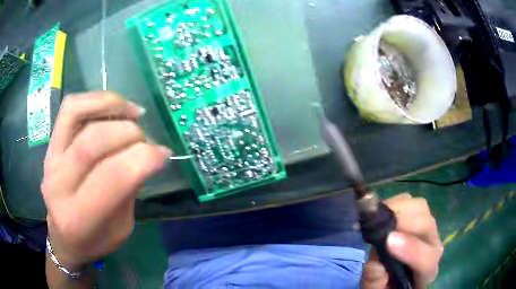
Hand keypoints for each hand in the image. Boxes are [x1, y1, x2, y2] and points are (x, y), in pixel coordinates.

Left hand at [41, 91, 170, 270]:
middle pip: (94, 142)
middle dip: (130, 134)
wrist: (63, 236)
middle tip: (146, 140)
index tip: (163, 153)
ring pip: (77, 114)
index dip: (144, 158)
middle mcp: (59, 184)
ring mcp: (51, 158)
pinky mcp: (50, 144)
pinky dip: (96, 99)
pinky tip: (114, 106)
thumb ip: (130, 191)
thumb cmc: (94, 240)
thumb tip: (148, 153)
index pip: (112, 177)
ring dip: (112, 106)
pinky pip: (70, 108)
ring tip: (133, 113)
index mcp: (80, 217)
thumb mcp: (121, 228)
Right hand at [361, 193, 443, 288]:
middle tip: (377, 225)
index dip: (410, 249)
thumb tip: (375, 264)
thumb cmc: (388, 286)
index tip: (388, 241)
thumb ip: (376, 283)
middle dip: (403, 222)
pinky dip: (396, 202)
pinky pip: (411, 201)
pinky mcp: (419, 215)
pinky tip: (383, 213)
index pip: (426, 258)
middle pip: (427, 225)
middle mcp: (433, 245)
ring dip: (399, 208)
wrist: (398, 275)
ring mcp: (428, 228)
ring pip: (421, 207)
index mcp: (426, 271)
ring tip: (377, 218)